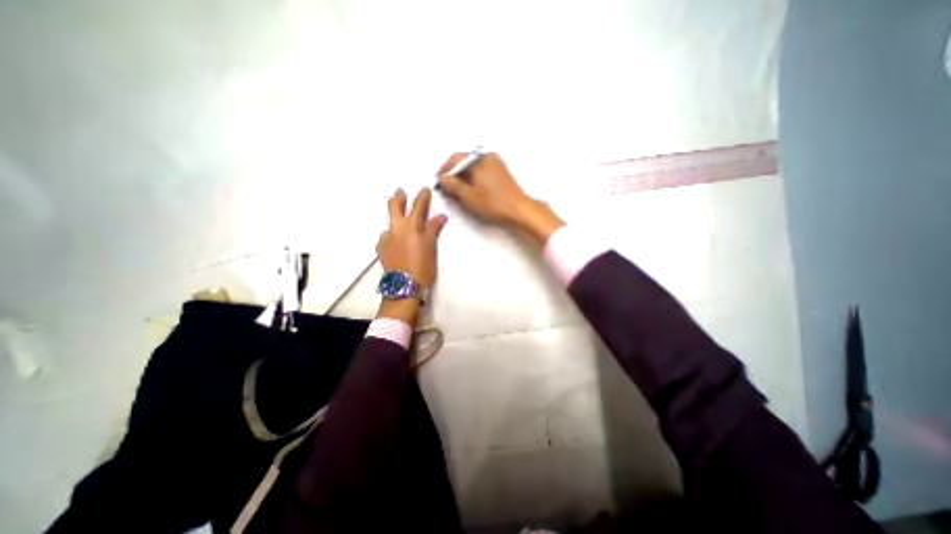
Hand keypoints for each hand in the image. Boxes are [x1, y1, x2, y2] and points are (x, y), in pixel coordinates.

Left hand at [373, 186, 447, 321]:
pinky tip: (395, 241)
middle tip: (400, 192)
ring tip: (399, 220)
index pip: (418, 206)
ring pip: (389, 222)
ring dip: (394, 217)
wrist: (403, 285)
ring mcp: (386, 237)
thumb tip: (441, 217)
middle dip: (398, 197)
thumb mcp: (431, 247)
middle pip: (395, 207)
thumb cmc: (422, 266)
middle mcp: (397, 228)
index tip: (425, 189)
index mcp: (412, 226)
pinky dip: (391, 235)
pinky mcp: (381, 247)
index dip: (422, 196)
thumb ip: (434, 229)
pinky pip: (386, 236)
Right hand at [439, 152, 561, 245]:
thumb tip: (443, 178)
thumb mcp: (469, 196)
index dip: (444, 170)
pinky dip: (473, 179)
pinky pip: (481, 171)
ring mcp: (496, 164)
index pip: (455, 159)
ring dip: (463, 177)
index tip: (439, 181)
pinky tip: (470, 191)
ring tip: (457, 191)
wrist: (518, 210)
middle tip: (446, 187)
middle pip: (464, 162)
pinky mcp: (500, 173)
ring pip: (473, 168)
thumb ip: (453, 185)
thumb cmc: (494, 203)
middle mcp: (488, 157)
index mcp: (479, 159)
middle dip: (454, 174)